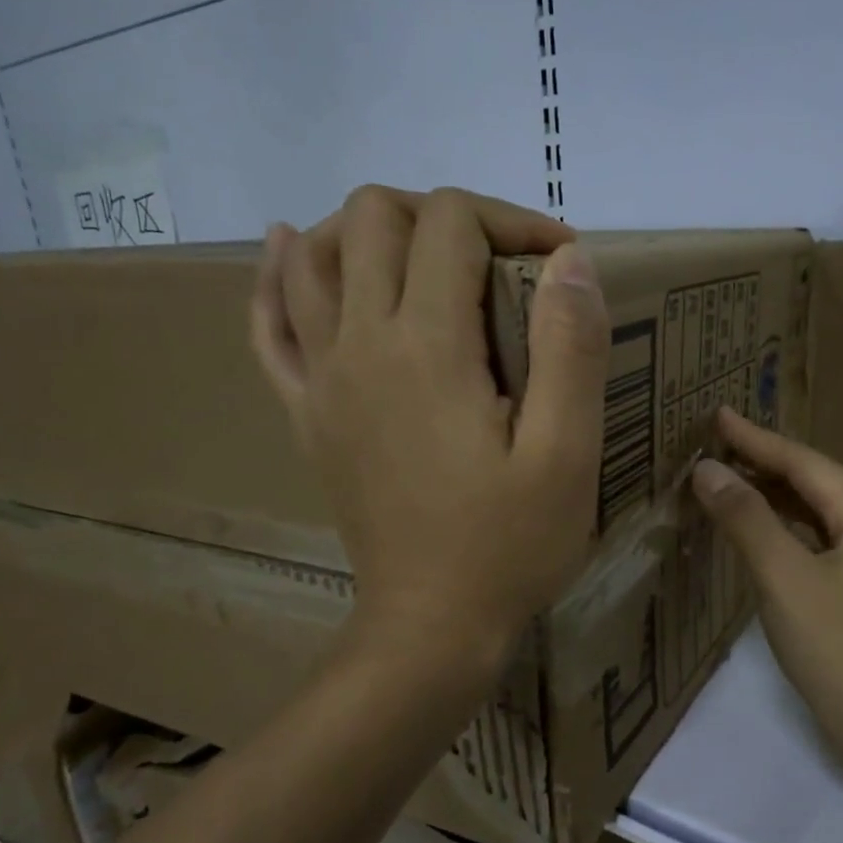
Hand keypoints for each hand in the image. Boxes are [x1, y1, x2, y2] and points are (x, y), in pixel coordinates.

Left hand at [251, 185, 608, 666]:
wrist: (430, 626)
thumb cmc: (509, 546)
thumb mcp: (567, 455)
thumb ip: (571, 348)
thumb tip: (571, 260)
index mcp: (429, 348)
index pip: (452, 223)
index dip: (513, 220)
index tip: (561, 264)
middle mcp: (361, 344)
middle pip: (374, 217)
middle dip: (442, 215)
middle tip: (497, 263)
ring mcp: (322, 379)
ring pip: (313, 255)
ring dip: (365, 230)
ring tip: (418, 255)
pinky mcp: (306, 415)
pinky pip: (271, 327)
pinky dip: (277, 278)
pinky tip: (291, 254)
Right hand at [692, 407, 842, 741]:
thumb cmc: (834, 642)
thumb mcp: (783, 575)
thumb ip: (746, 518)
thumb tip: (707, 470)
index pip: (802, 461)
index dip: (756, 439)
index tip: (716, 415)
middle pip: (808, 480)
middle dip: (760, 460)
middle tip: (711, 443)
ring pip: (808, 509)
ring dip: (766, 492)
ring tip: (721, 475)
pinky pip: (808, 537)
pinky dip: (775, 525)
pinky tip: (748, 526)